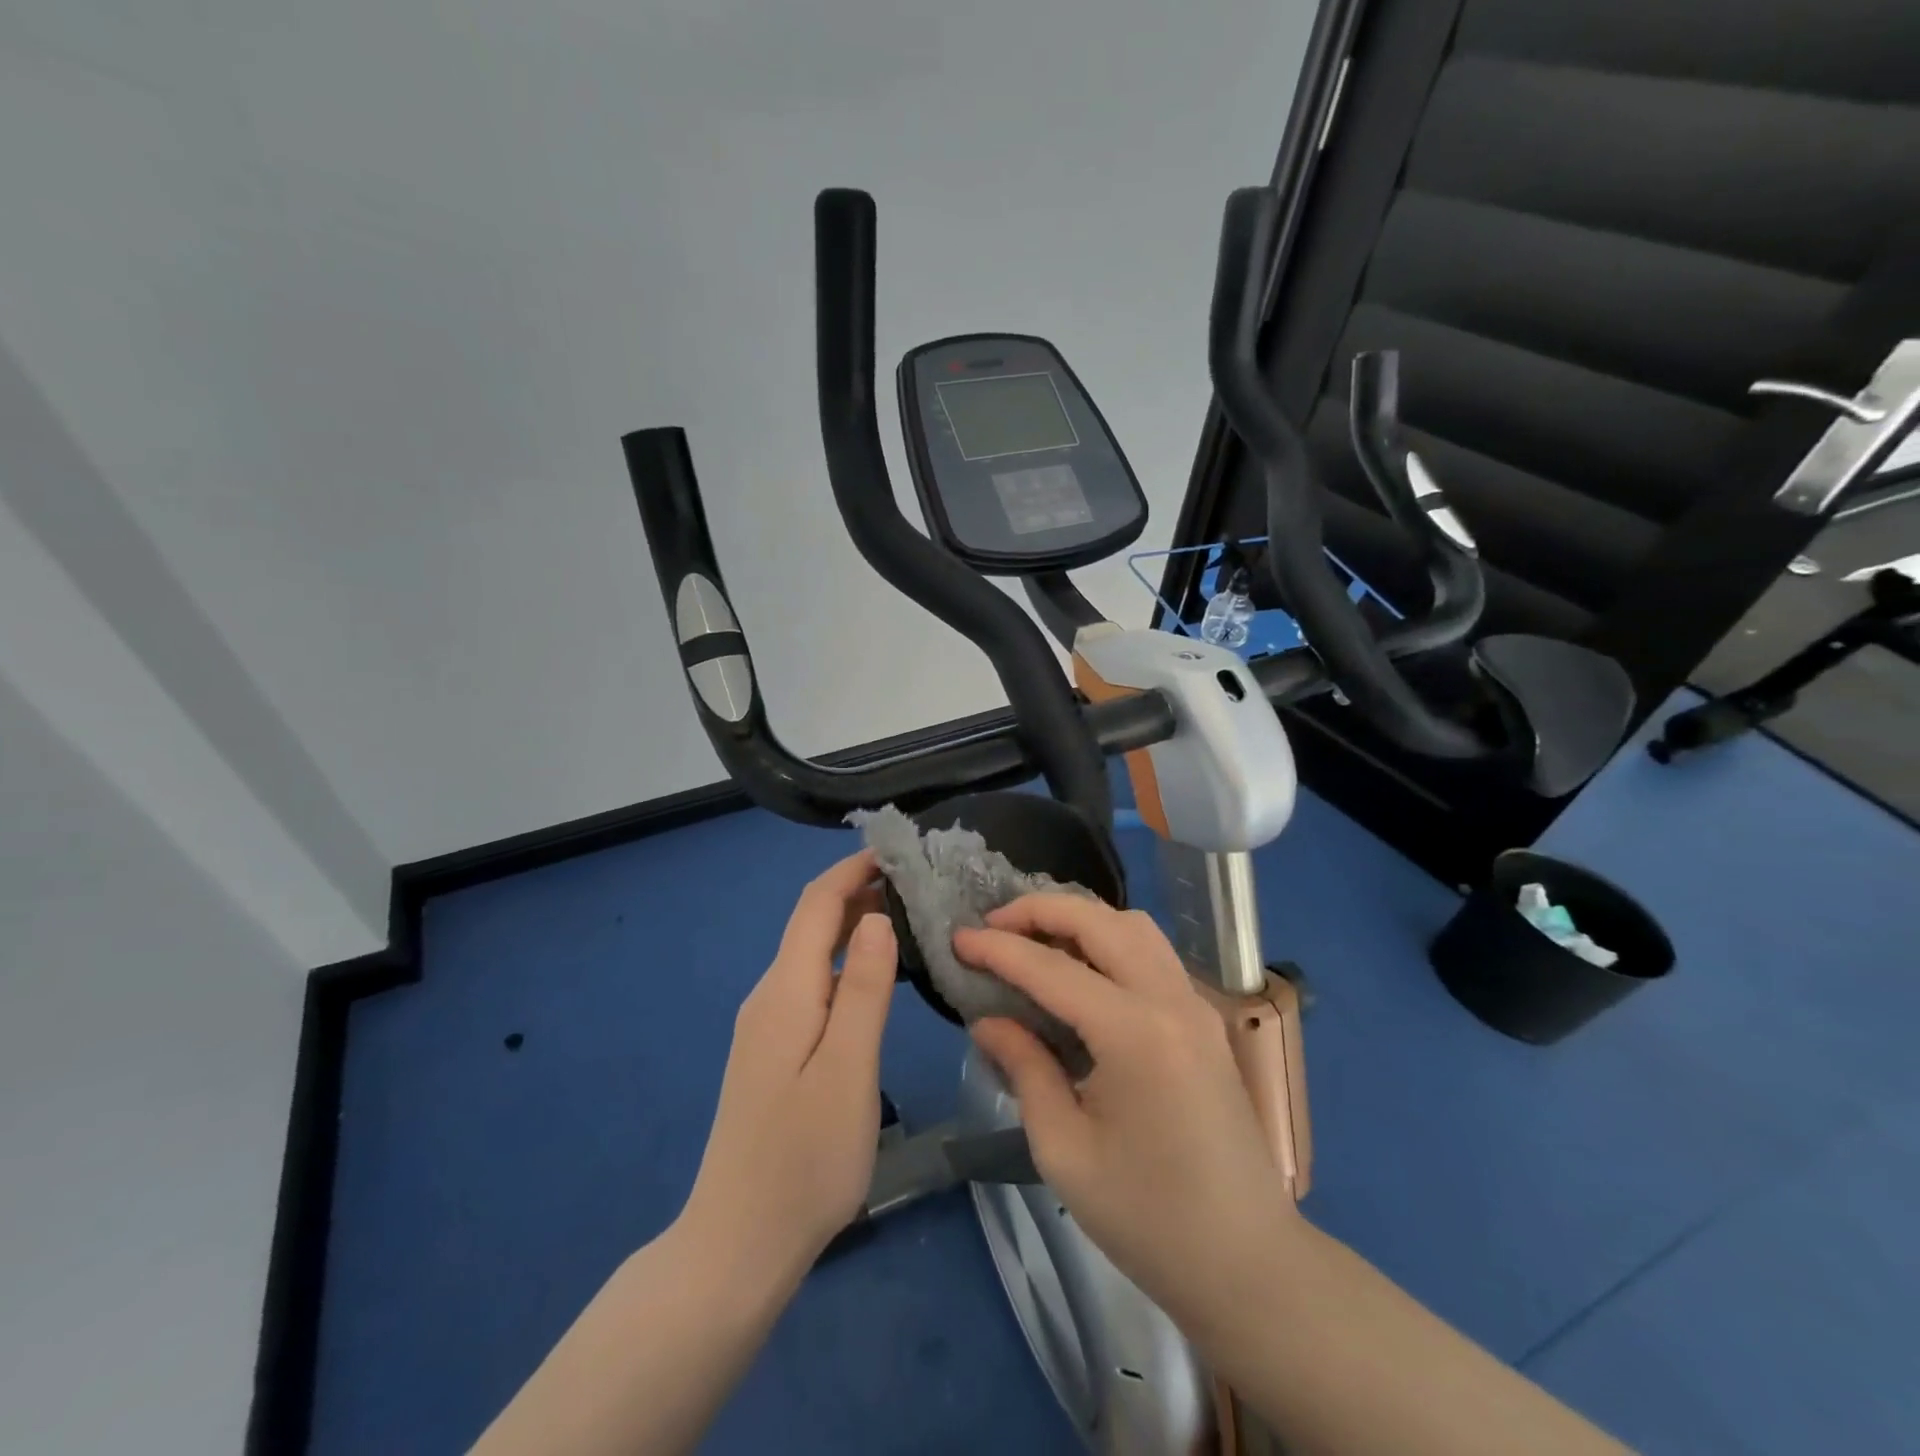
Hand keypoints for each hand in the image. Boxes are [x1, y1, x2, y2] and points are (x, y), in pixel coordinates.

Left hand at [681, 851, 896, 1288]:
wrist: (738, 1243)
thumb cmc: (804, 1159)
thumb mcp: (848, 1071)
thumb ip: (864, 990)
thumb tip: (877, 917)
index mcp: (786, 991)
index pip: (817, 904)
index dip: (853, 869)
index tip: (899, 850)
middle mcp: (770, 995)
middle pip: (811, 923)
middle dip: (858, 891)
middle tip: (918, 883)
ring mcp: (768, 1025)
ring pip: (812, 952)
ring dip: (853, 924)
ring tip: (907, 917)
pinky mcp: (774, 1050)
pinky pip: (812, 983)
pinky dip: (845, 961)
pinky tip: (876, 976)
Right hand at [955, 895, 1296, 1326]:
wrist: (1247, 1262)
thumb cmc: (1147, 1218)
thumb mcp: (1064, 1151)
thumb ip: (1025, 1069)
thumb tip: (988, 1020)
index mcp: (1135, 1034)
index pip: (1052, 969)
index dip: (998, 949)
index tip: (957, 939)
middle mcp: (1171, 1000)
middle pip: (1100, 921)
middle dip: (1040, 910)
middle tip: (993, 925)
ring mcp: (1195, 1004)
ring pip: (1133, 925)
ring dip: (1080, 918)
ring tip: (1034, 939)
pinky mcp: (1203, 1018)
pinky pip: (1152, 952)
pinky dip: (1109, 940)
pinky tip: (1080, 969)